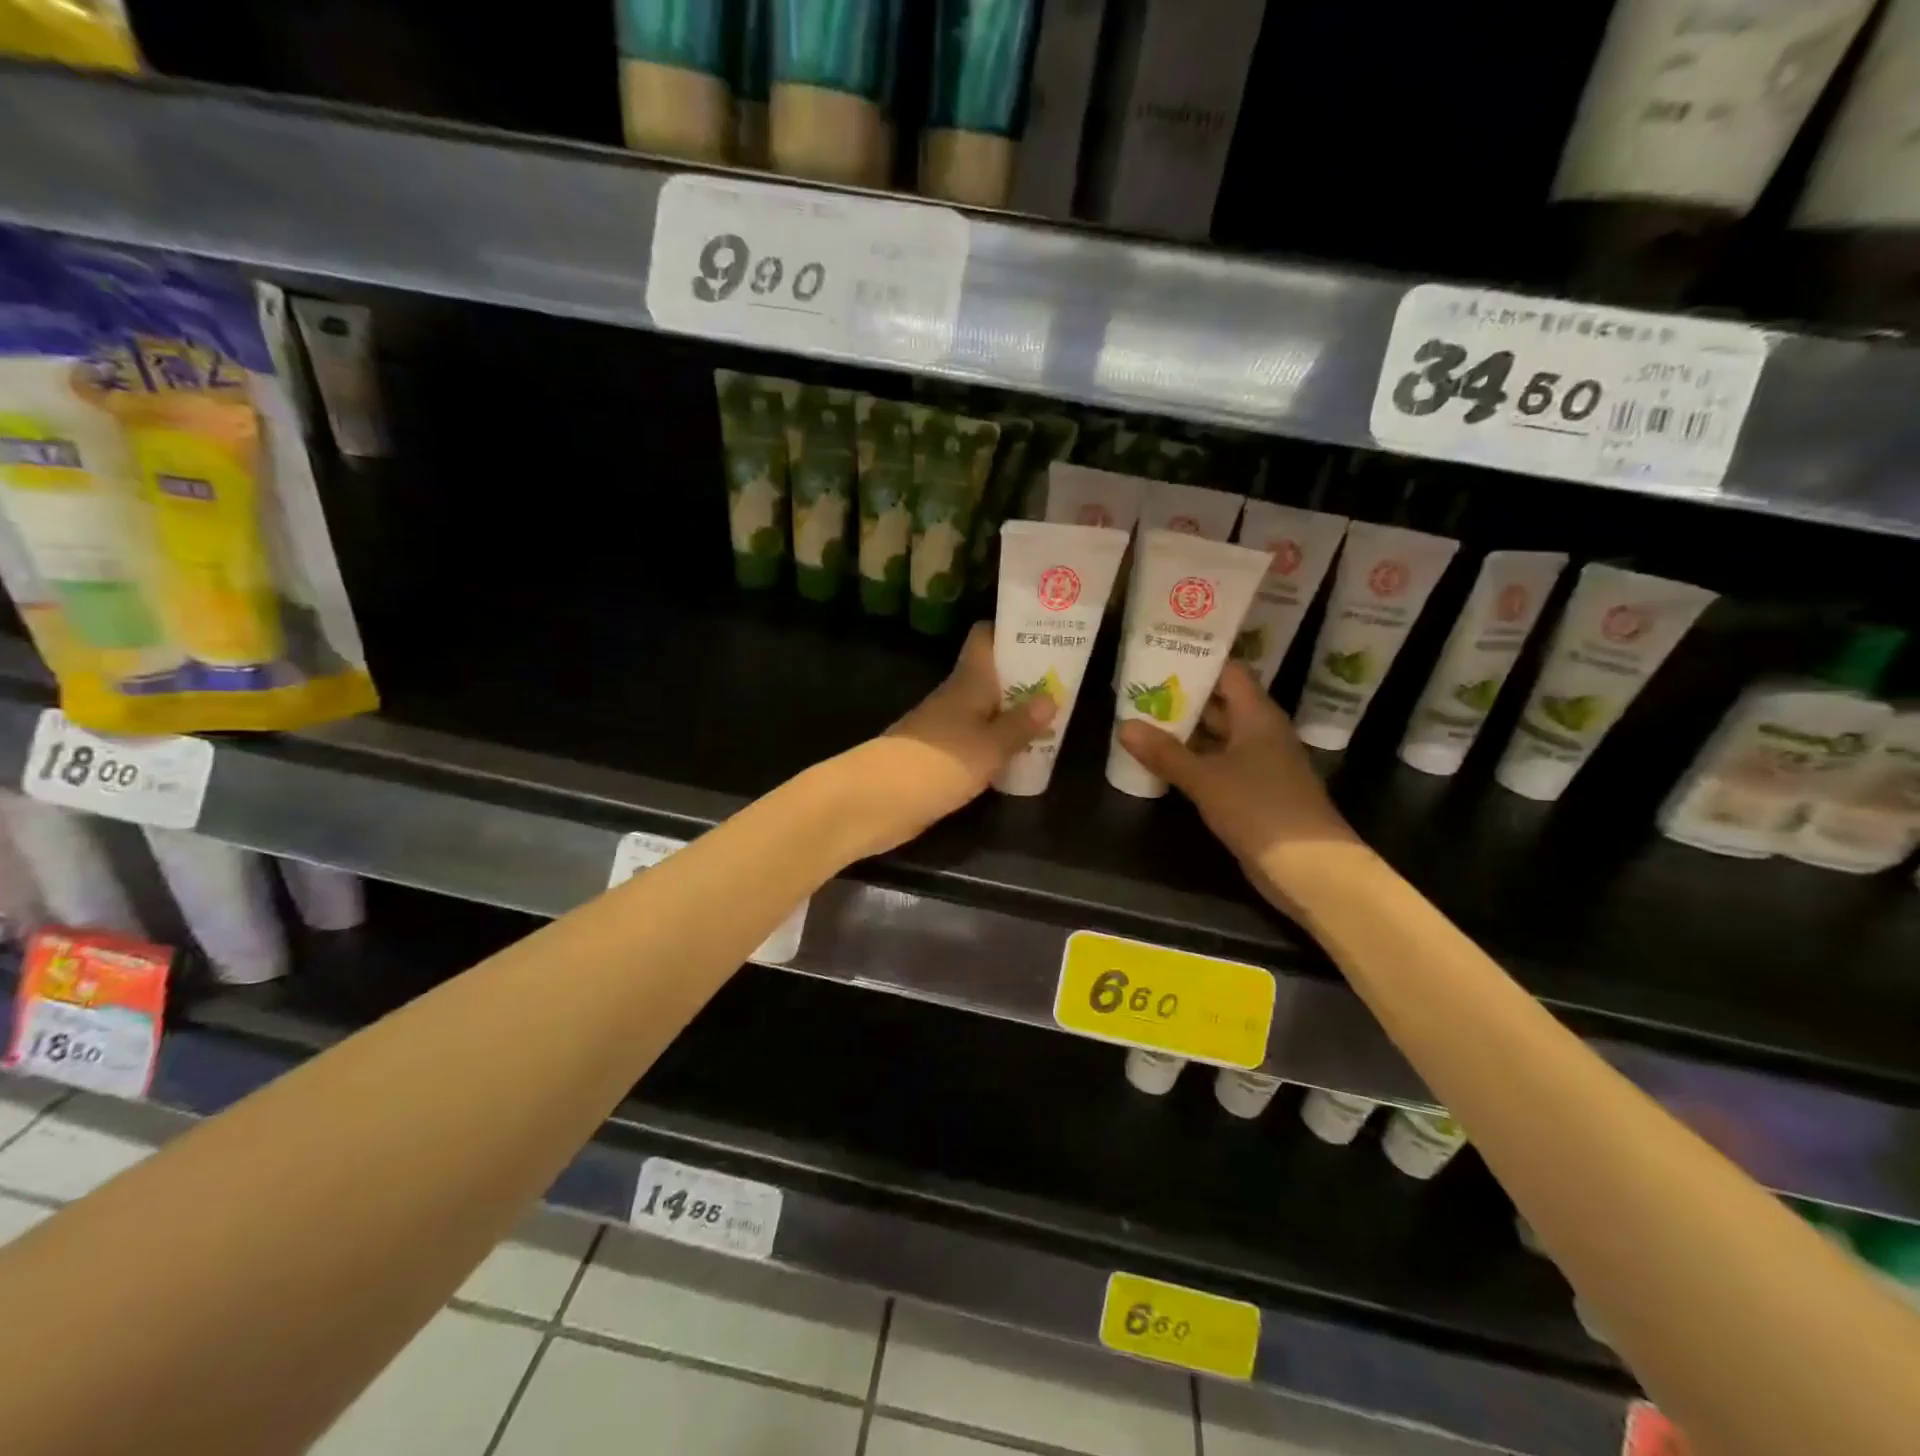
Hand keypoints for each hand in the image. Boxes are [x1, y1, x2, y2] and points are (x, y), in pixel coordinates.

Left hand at [832, 623, 1053, 859]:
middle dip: (1024, 677)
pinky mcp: (939, 757)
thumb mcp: (990, 746)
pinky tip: (1020, 756)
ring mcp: (944, 727)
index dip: (1011, 631)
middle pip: (991, 676)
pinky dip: (997, 742)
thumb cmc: (937, 764)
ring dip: (1013, 713)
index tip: (1045, 632)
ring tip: (1053, 719)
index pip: (984, 638)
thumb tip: (1050, 697)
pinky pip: (976, 740)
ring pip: (985, 709)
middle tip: (1065, 682)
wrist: (876, 801)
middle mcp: (955, 698)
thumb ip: (1020, 724)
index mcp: (967, 682)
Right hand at [1116, 662, 1368, 917]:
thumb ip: (1165, 752)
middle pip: (1220, 703)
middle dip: (1183, 697)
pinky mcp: (1253, 792)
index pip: (1229, 673)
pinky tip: (1163, 762)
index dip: (1198, 661)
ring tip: (1142, 720)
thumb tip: (1124, 726)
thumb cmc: (1259, 808)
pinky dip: (1193, 760)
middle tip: (1139, 688)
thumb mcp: (1205, 778)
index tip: (1161, 653)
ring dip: (1185, 731)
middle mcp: (1261, 733)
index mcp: (1257, 716)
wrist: (1308, 867)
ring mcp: (1259, 764)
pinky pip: (1219, 764)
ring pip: (1217, 736)